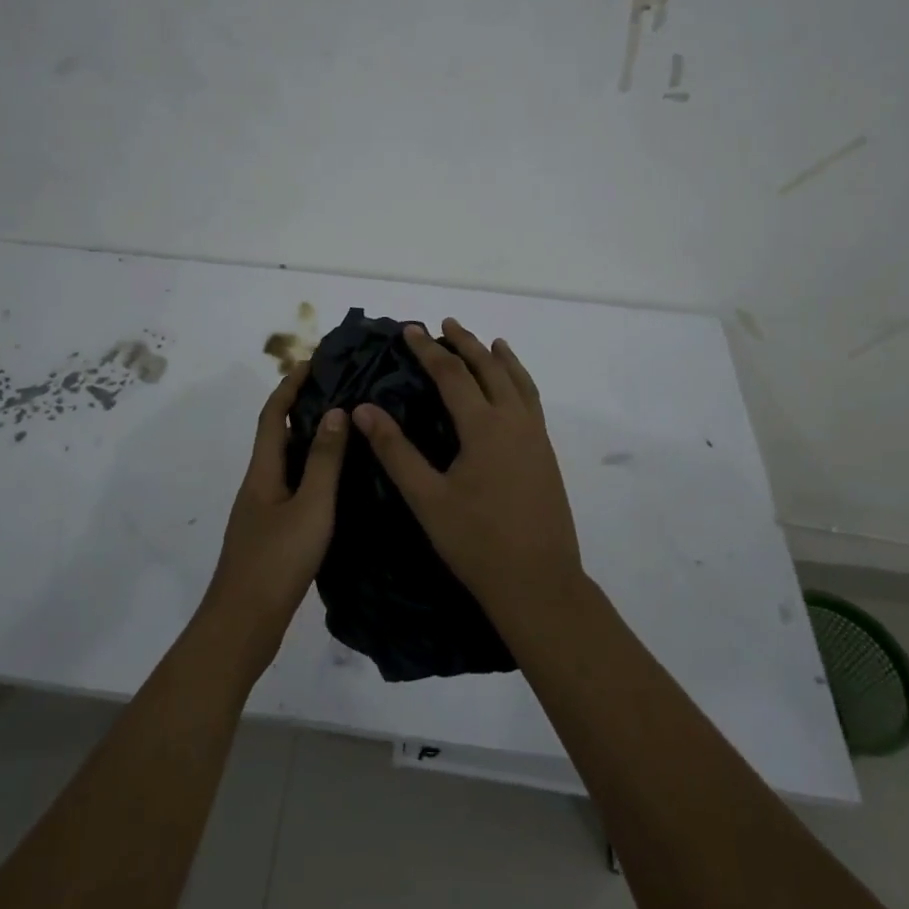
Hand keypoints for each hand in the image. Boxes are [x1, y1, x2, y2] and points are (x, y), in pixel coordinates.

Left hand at [202, 364, 346, 666]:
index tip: (313, 361)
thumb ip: (324, 461)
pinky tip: (336, 481)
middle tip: (339, 389)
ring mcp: (262, 510)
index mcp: (263, 471)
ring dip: (309, 438)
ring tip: (345, 427)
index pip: (274, 414)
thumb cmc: (277, 561)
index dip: (290, 385)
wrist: (243, 625)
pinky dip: (312, 470)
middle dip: (302, 406)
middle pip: (278, 434)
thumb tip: (335, 411)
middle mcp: (259, 483)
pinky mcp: (271, 533)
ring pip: (287, 461)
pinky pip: (293, 485)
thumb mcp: (311, 507)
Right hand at [354, 321, 584, 634]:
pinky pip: (532, 401)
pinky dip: (520, 381)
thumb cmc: (477, 543)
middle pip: (490, 368)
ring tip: (489, 341)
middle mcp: (514, 420)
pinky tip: (514, 389)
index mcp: (484, 426)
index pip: (452, 374)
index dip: (428, 350)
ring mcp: (535, 436)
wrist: (540, 584)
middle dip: (466, 343)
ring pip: (518, 381)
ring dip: (500, 357)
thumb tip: (363, 409)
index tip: (410, 330)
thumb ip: (395, 451)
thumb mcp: (427, 498)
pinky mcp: (546, 454)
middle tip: (445, 324)